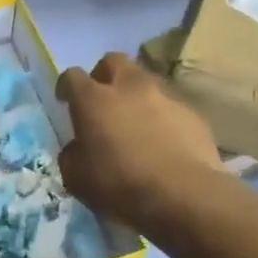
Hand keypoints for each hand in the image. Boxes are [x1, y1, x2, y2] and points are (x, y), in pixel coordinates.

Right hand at [58, 53, 220, 226]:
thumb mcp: (76, 177)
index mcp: (94, 100)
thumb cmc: (119, 185)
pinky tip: (163, 143)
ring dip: (136, 97)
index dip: (66, 87)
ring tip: (136, 124)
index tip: (65, 101)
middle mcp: (129, 88)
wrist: (182, 195)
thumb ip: (73, 154)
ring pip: (146, 82)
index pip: (72, 76)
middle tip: (102, 100)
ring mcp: (165, 97)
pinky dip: (162, 118)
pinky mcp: (192, 114)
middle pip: (113, 62)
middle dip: (104, 76)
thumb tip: (79, 147)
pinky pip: (171, 107)